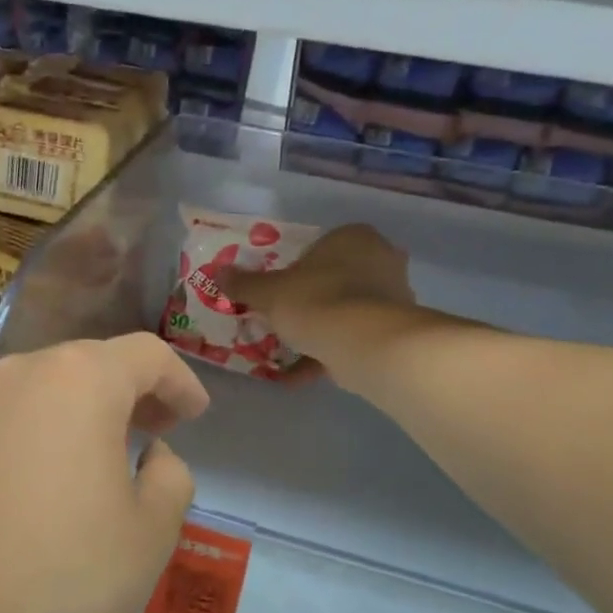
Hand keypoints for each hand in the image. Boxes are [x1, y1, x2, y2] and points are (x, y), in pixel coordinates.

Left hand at [0, 334, 209, 612]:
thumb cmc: (67, 576)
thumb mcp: (152, 531)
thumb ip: (169, 475)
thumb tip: (151, 455)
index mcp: (80, 381)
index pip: (146, 355)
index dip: (180, 381)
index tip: (195, 416)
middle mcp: (21, 377)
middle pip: (91, 364)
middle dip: (132, 392)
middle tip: (158, 432)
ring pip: (45, 391)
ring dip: (84, 412)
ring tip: (105, 457)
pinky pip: (9, 423)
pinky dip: (41, 436)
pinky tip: (48, 487)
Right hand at [218, 224, 415, 374]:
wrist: (365, 345)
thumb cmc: (316, 302)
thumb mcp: (269, 292)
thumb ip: (244, 283)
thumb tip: (218, 272)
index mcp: (353, 236)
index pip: (318, 247)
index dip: (294, 269)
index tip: (277, 292)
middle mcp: (380, 259)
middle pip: (334, 278)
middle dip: (309, 300)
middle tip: (283, 318)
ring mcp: (393, 296)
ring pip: (345, 310)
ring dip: (319, 329)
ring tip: (289, 350)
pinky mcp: (394, 330)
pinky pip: (353, 337)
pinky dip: (328, 353)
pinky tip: (300, 375)